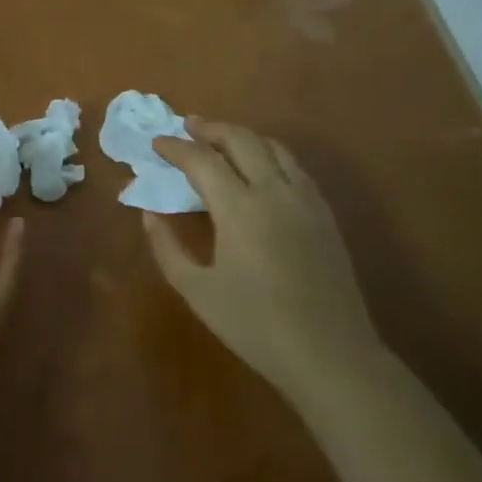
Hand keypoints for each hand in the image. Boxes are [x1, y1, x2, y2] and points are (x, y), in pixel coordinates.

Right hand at [145, 119, 380, 404]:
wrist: (330, 354)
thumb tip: (151, 214)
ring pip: (273, 147)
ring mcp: (305, 200)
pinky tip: (261, 168)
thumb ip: (168, 248)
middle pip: (241, 140)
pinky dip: (270, 155)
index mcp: (239, 208)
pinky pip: (295, 167)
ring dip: (243, 136)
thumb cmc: (255, 326)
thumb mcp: (197, 291)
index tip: (156, 143)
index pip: (201, 160)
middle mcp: (274, 191)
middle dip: (211, 129)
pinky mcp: (325, 214)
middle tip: (188, 126)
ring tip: (222, 140)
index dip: (175, 147)